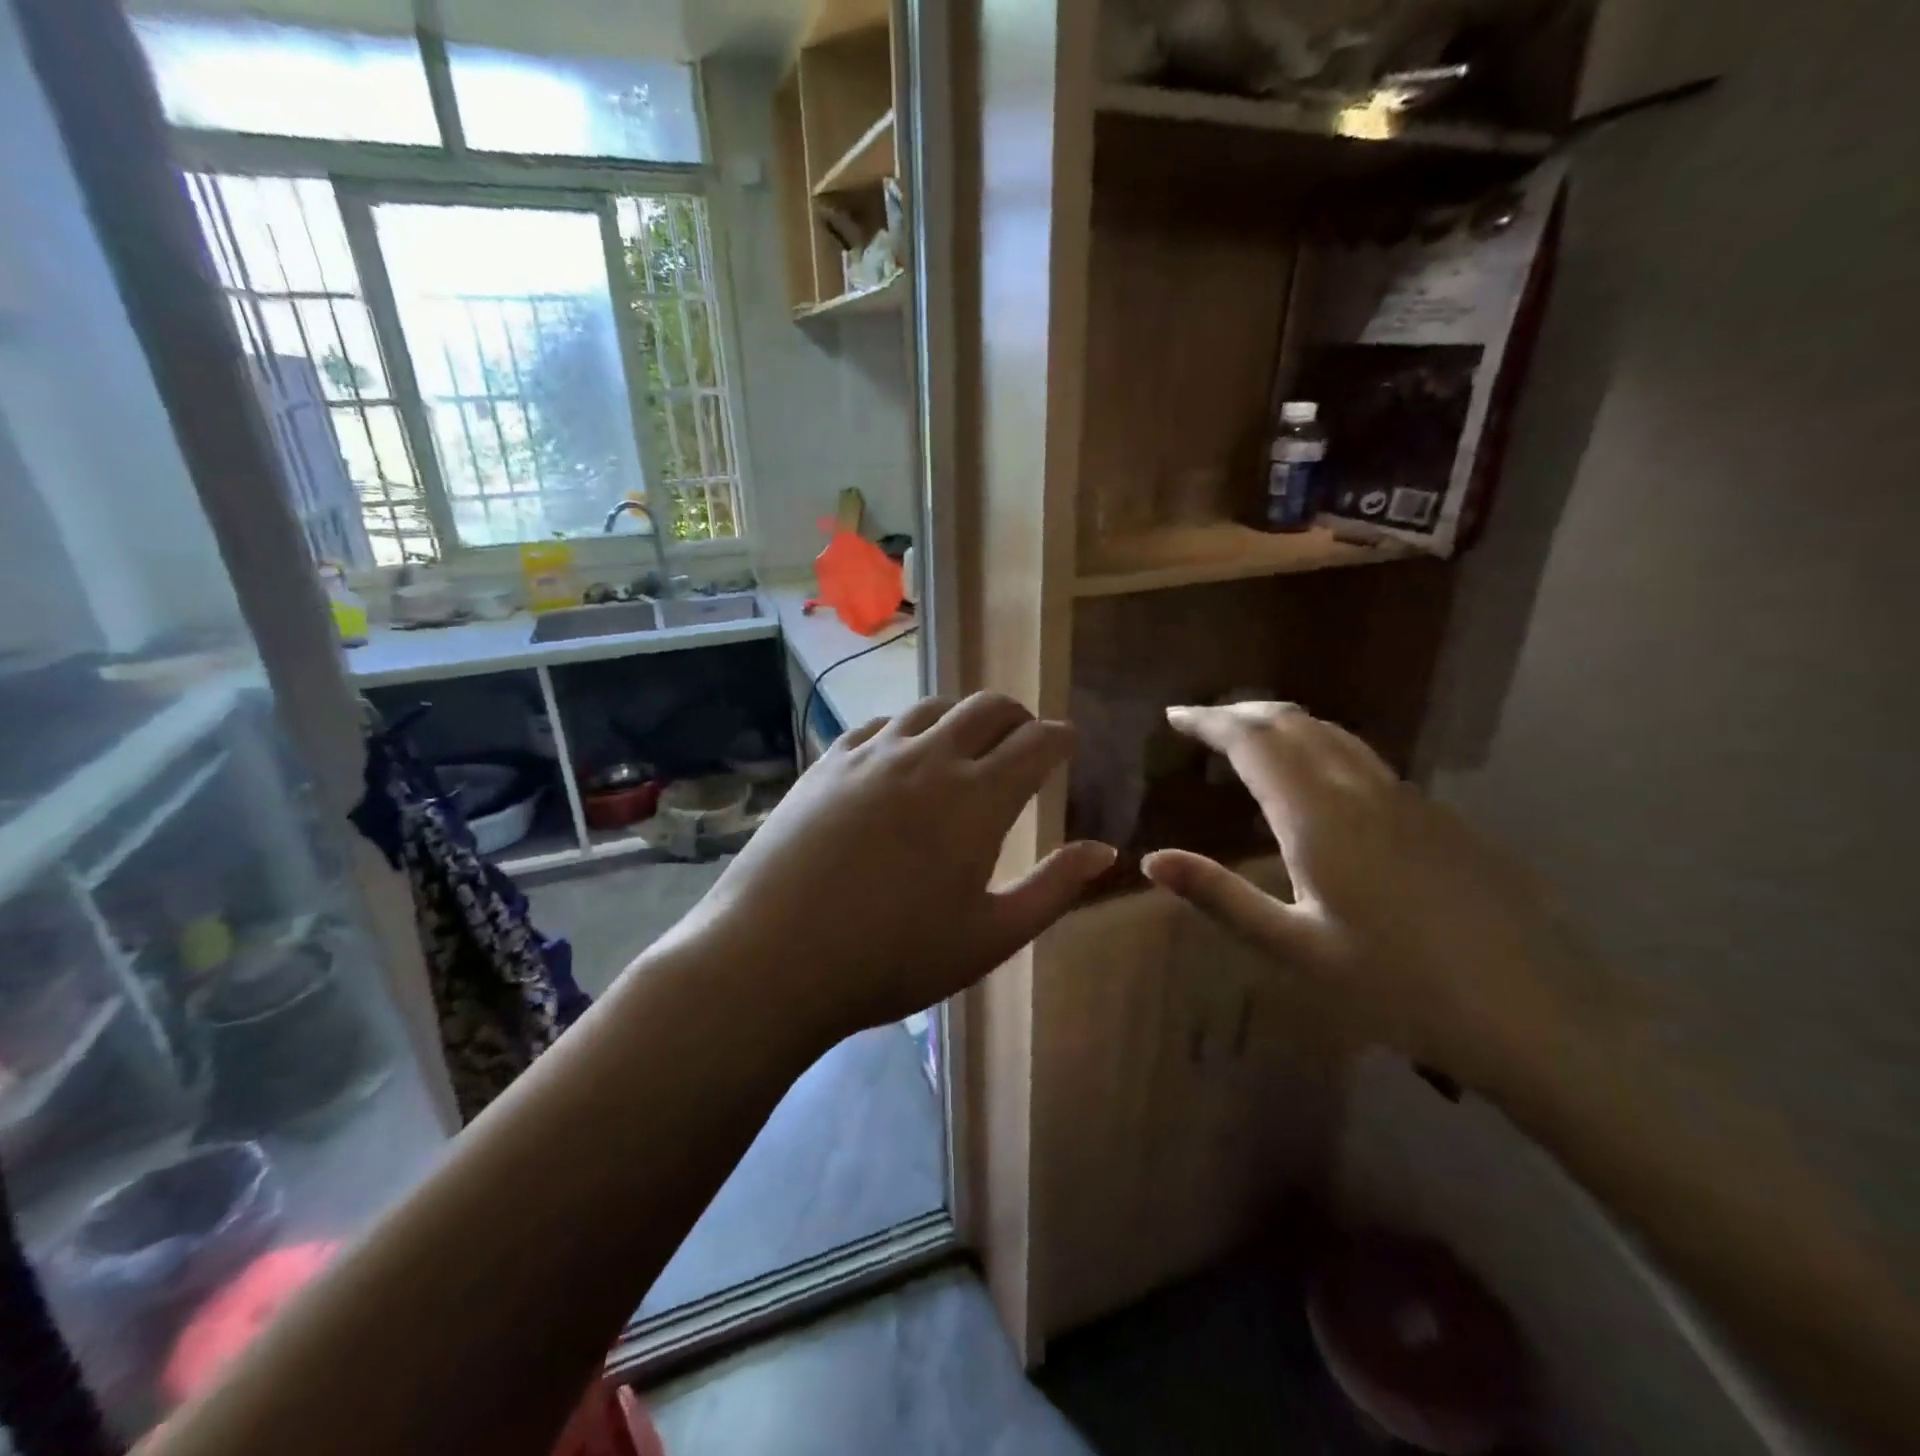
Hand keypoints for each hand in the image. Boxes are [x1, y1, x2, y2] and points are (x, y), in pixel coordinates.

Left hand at [675, 693, 1115, 1040]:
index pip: (1038, 742)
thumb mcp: (989, 937)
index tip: (1070, 745)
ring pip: (933, 707)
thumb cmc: (892, 958)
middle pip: (988, 707)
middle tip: (1025, 743)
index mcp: (977, 798)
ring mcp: (872, 754)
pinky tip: (902, 756)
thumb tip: (1105, 850)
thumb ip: (1053, 888)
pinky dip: (909, 731)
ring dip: (962, 718)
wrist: (772, 958)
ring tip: (966, 747)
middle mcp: (929, 758)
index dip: (1062, 738)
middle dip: (1019, 717)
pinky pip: (881, 725)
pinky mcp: (828, 762)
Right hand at [1142, 702, 1599, 1091]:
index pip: (1252, 741)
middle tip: (1202, 722)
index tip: (1174, 716)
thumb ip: (1220, 896)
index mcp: (1319, 817)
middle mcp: (1362, 790)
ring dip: (1283, 724)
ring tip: (1249, 740)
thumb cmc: (1400, 989)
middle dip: (1241, 712)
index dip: (1209, 721)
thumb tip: (1152, 860)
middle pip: (1293, 722)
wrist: (1542, 1017)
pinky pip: (1363, 759)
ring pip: (1333, 734)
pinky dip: (1320, 748)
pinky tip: (1316, 783)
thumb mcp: (1295, 950)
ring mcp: (1409, 800)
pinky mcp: (1440, 818)